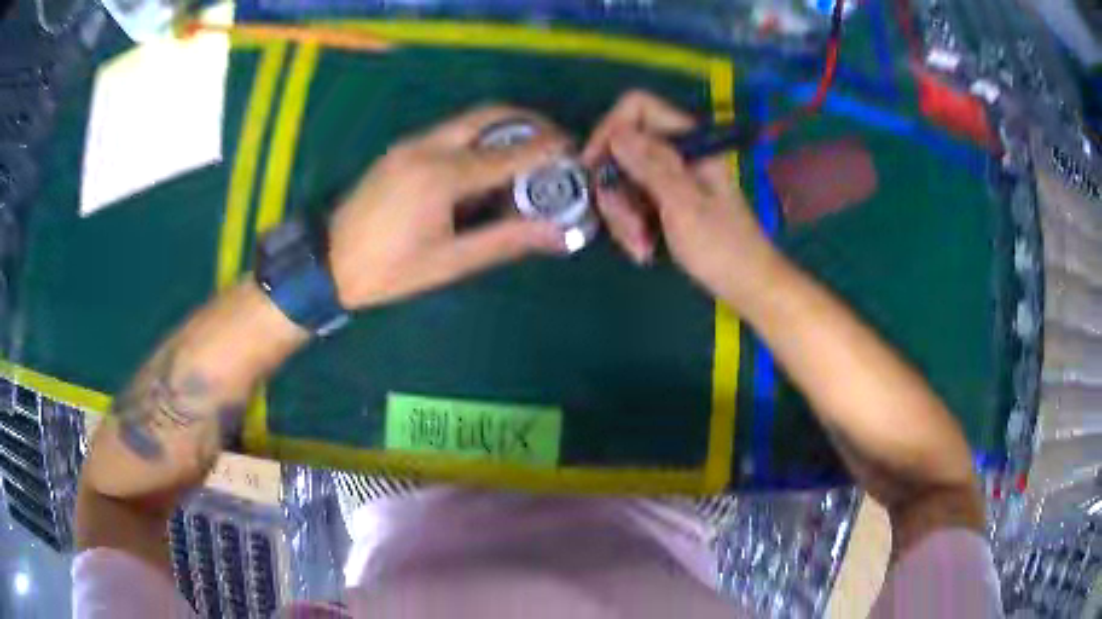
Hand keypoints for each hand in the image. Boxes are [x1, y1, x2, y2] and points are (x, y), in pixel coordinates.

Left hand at [329, 105, 570, 308]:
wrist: (327, 263)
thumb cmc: (388, 270)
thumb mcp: (449, 262)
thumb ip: (506, 241)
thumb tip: (557, 233)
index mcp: (442, 175)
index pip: (510, 152)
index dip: (549, 150)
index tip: (576, 152)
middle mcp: (428, 147)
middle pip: (491, 114)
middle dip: (530, 123)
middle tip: (555, 144)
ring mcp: (411, 144)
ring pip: (470, 120)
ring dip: (505, 128)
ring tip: (528, 155)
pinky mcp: (401, 149)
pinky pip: (451, 131)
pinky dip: (479, 138)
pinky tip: (486, 164)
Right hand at [583, 91, 778, 306]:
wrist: (746, 285)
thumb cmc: (722, 247)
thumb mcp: (684, 204)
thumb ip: (651, 165)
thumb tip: (616, 133)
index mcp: (687, 143)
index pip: (638, 108)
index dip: (610, 129)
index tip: (595, 166)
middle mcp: (675, 155)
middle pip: (622, 150)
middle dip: (616, 191)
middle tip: (629, 226)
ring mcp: (669, 180)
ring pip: (622, 181)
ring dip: (623, 217)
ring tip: (641, 248)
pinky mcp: (664, 203)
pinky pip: (632, 204)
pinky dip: (632, 228)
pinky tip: (644, 251)